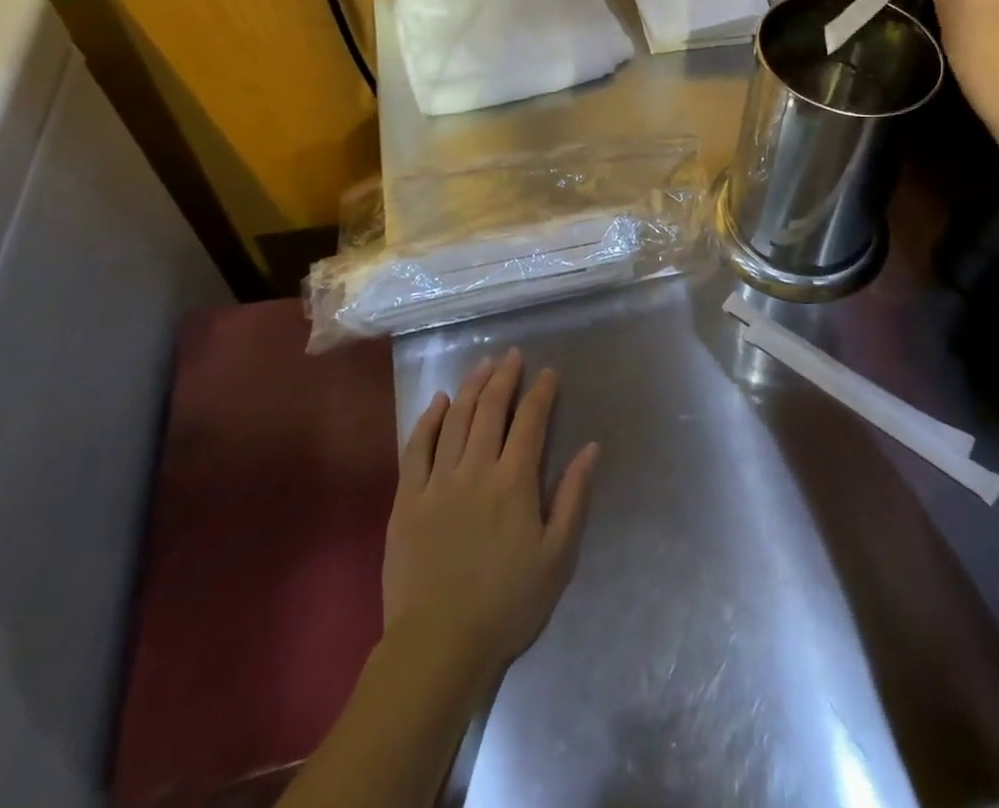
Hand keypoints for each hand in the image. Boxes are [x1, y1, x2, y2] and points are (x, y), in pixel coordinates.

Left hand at [382, 350, 598, 681]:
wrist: (439, 644)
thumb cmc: (507, 603)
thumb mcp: (557, 556)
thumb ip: (573, 497)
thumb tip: (591, 448)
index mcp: (514, 482)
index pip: (531, 422)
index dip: (541, 393)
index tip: (548, 372)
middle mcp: (475, 469)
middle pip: (491, 410)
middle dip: (504, 377)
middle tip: (511, 355)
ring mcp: (437, 481)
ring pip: (456, 419)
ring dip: (471, 387)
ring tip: (482, 365)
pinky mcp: (407, 499)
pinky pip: (416, 448)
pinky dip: (429, 420)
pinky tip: (438, 402)